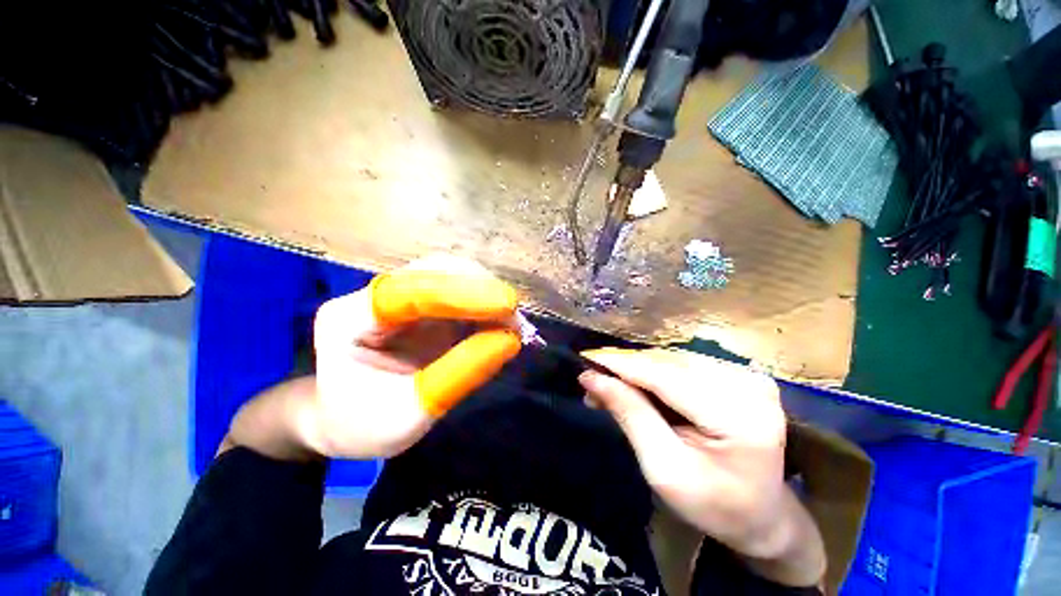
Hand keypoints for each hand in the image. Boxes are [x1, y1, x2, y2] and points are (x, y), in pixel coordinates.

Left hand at [299, 256, 522, 458]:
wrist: (342, 422)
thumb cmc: (363, 426)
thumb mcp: (407, 417)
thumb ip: (459, 375)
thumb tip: (511, 340)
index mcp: (349, 320)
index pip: (409, 292)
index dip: (461, 293)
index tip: (507, 304)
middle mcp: (374, 297)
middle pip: (434, 272)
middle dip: (480, 290)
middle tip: (514, 318)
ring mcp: (400, 297)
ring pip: (450, 277)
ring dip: (485, 295)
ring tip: (511, 322)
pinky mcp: (421, 306)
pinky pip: (457, 294)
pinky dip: (483, 306)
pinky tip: (499, 322)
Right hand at [579, 348, 824, 585]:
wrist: (762, 514)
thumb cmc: (713, 505)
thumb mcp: (664, 470)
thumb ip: (630, 416)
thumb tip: (592, 377)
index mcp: (740, 418)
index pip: (666, 377)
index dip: (622, 365)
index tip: (586, 360)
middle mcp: (748, 385)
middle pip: (668, 364)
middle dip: (625, 370)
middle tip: (592, 382)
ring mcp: (747, 375)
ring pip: (671, 360)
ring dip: (636, 370)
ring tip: (608, 384)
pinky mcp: (739, 374)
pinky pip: (683, 364)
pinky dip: (654, 372)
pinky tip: (635, 383)